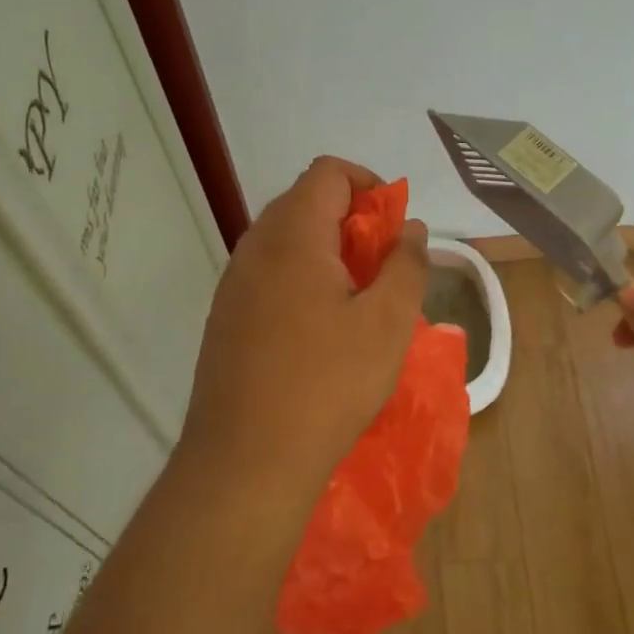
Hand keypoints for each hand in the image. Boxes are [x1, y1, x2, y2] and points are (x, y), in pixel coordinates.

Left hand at [179, 157, 427, 497]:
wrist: (247, 461)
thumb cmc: (328, 384)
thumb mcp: (388, 323)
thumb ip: (406, 265)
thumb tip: (409, 228)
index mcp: (292, 236)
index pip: (328, 173)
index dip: (368, 185)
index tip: (394, 227)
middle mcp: (254, 248)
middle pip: (304, 203)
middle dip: (351, 223)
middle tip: (383, 269)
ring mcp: (232, 285)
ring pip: (285, 243)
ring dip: (327, 255)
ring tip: (358, 303)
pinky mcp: (224, 320)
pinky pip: (268, 278)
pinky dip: (301, 282)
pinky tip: (321, 332)